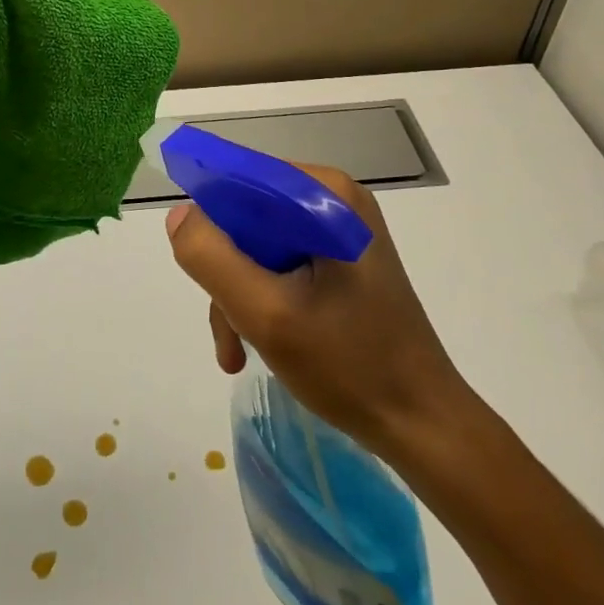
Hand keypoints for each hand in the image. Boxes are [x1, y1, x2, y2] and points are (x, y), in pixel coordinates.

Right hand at [165, 165, 478, 460]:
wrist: (423, 424)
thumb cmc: (350, 366)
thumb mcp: (266, 314)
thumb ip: (212, 258)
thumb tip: (180, 216)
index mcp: (324, 193)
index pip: (240, 180)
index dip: (210, 221)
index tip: (200, 271)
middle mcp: (333, 198)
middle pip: (247, 216)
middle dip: (227, 272)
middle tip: (228, 332)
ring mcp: (339, 229)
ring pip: (258, 244)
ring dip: (239, 294)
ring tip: (239, 351)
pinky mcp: (341, 258)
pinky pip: (280, 262)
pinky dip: (262, 299)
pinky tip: (257, 344)